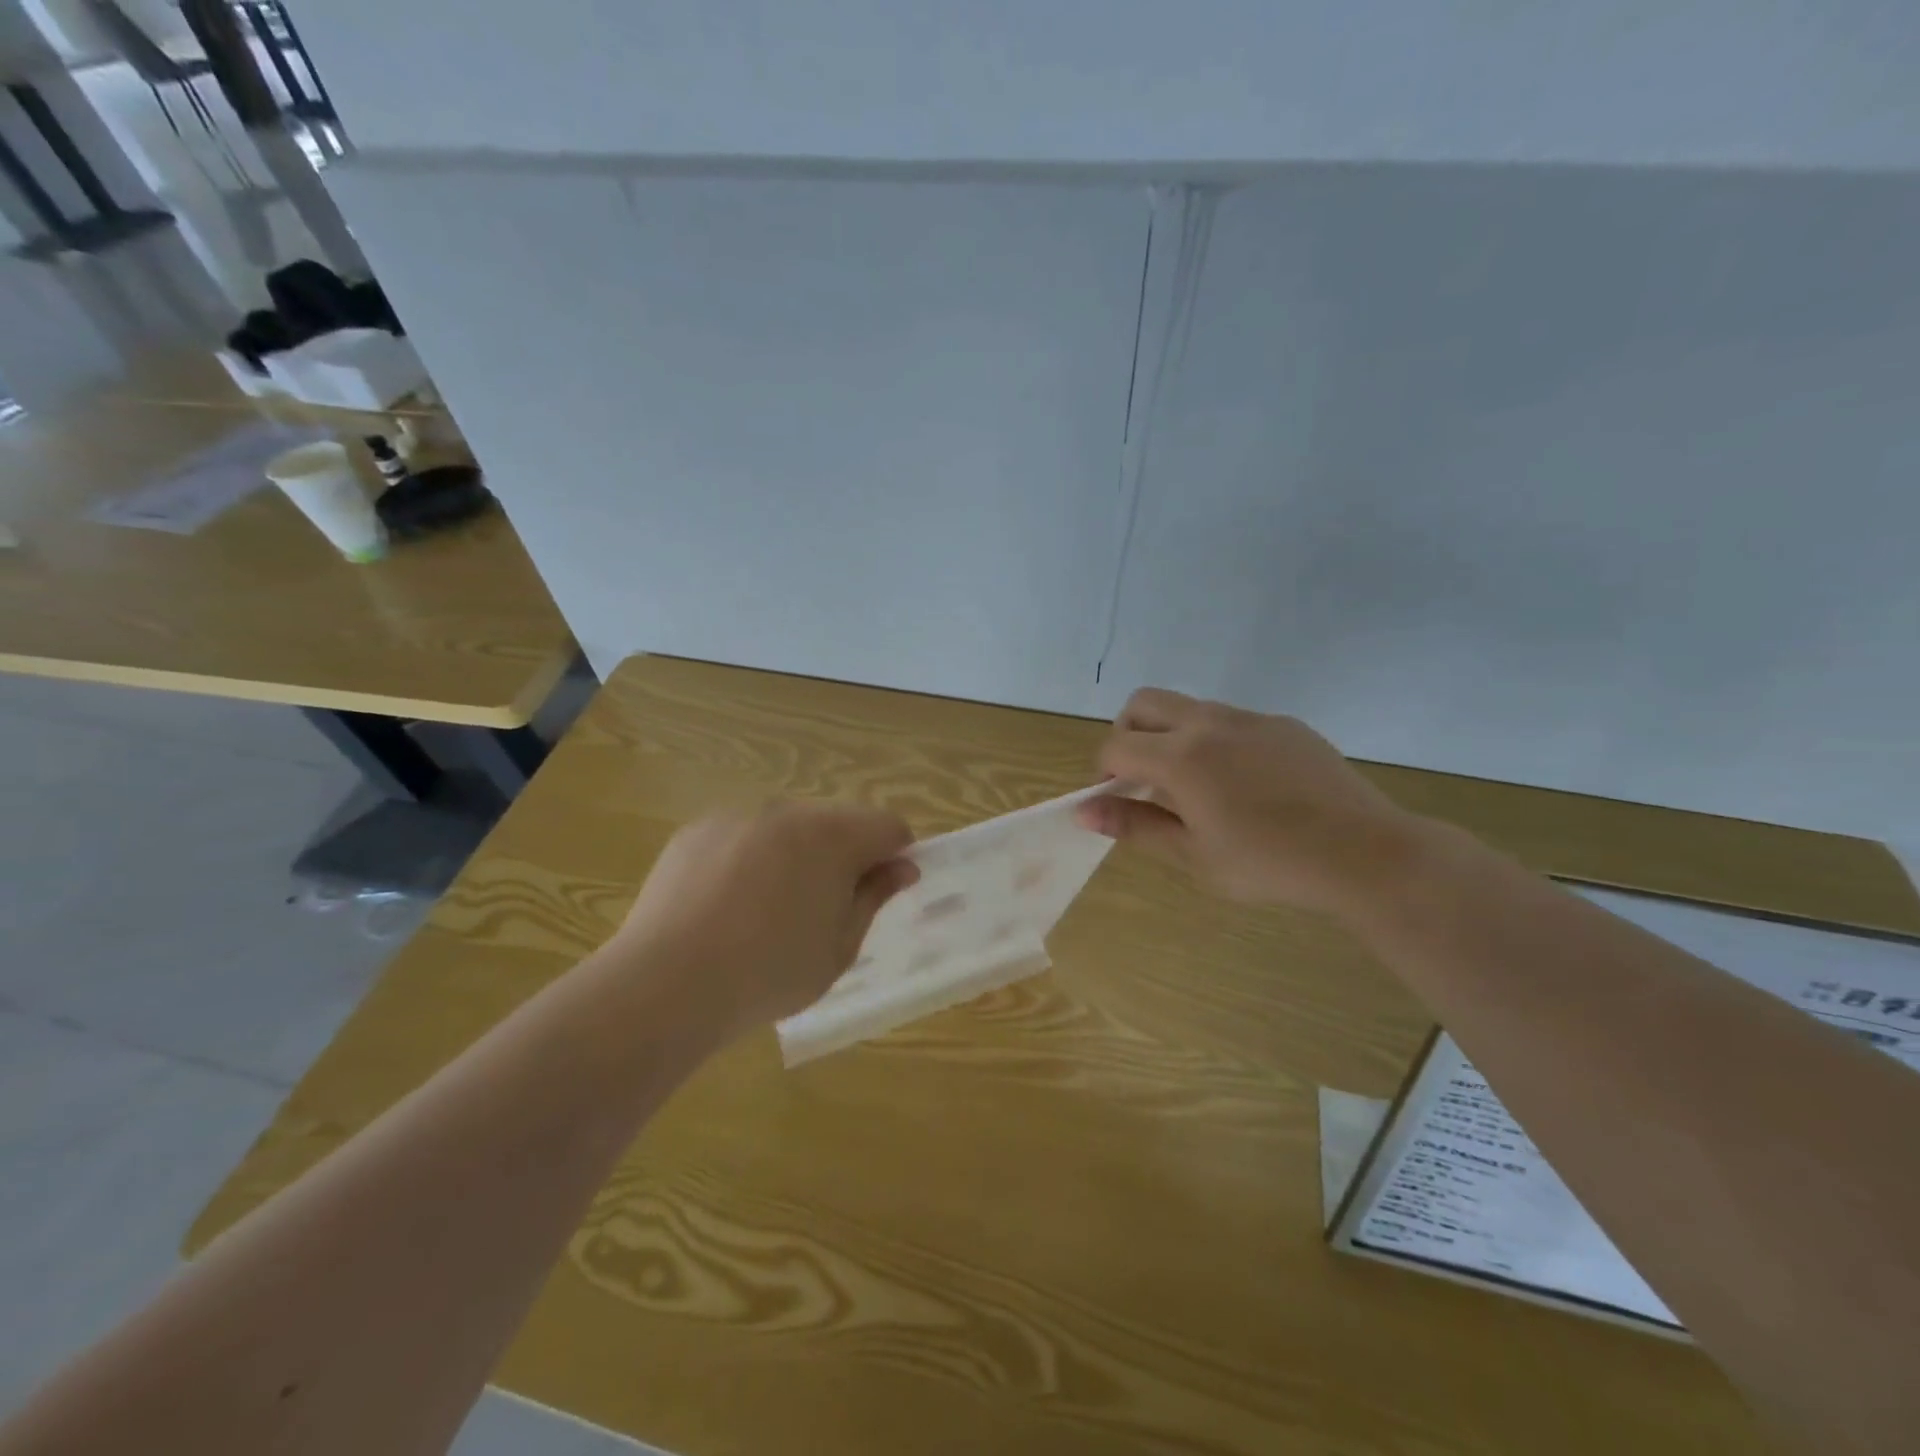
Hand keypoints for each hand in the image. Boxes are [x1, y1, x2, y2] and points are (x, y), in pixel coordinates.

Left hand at [613, 803, 917, 1040]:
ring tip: (767, 912)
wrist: (665, 984)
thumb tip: (901, 868)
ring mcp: (738, 817)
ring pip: (787, 829)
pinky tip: (725, 906)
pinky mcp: (697, 830)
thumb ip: (873, 898)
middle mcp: (788, 812)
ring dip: (795, 856)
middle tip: (823, 911)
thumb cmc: (768, 974)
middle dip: (844, 856)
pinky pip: (742, 837)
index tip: (882, 892)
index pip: (887, 826)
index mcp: (832, 836)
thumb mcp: (839, 948)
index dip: (895, 855)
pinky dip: (749, 860)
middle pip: (837, 822)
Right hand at [1078, 688, 1429, 915]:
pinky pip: (1232, 721)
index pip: (1116, 746)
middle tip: (1141, 779)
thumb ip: (1135, 825)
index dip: (1104, 773)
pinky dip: (1215, 741)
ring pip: (1188, 708)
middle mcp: (1208, 724)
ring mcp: (1250, 719)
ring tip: (1195, 787)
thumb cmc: (1267, 864)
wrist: (1362, 852)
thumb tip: (1083, 810)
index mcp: (1180, 758)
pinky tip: (1245, 786)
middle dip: (1128, 734)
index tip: (1118, 802)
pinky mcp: (1284, 725)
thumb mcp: (1192, 856)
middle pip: (1143, 703)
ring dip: (1171, 736)